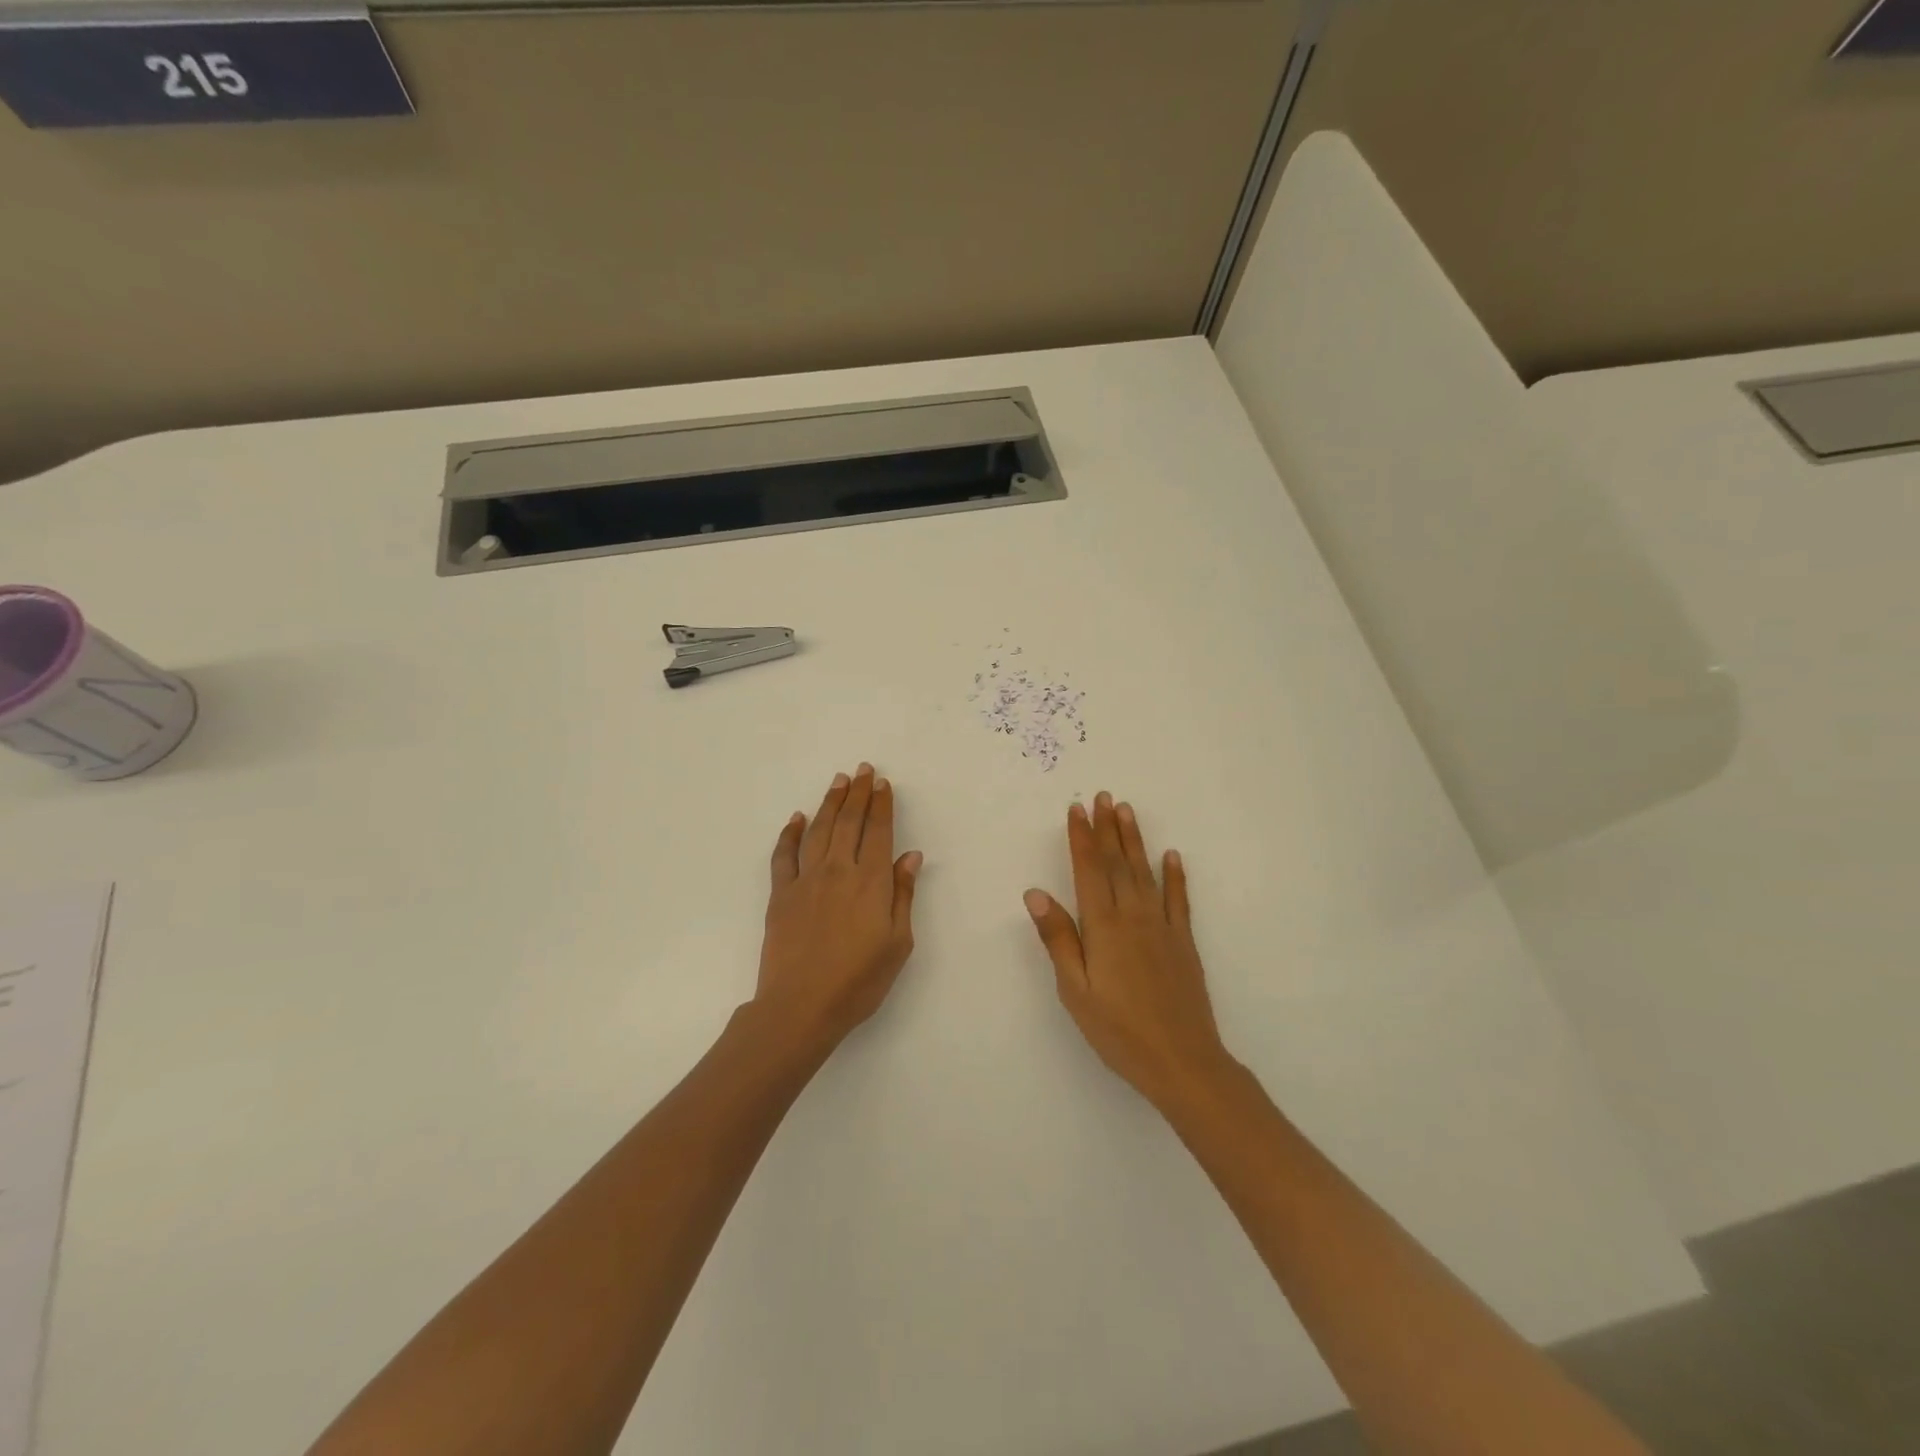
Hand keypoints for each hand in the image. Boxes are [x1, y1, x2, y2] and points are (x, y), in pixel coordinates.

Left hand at [753, 763, 922, 1053]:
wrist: (801, 1006)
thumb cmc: (859, 981)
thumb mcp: (897, 943)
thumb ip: (903, 896)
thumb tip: (910, 856)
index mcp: (871, 882)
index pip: (879, 832)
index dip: (882, 805)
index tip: (883, 784)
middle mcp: (838, 871)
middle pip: (849, 823)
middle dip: (858, 794)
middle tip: (863, 770)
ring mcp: (806, 880)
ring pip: (819, 830)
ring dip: (830, 803)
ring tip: (839, 782)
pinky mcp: (780, 895)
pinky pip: (784, 855)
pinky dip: (790, 834)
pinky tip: (796, 818)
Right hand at [1025, 792, 1233, 1108]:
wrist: (1181, 1060)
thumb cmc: (1118, 1030)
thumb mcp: (1075, 990)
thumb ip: (1058, 938)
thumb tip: (1036, 893)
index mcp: (1103, 927)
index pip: (1089, 871)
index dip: (1082, 838)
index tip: (1077, 809)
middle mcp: (1133, 916)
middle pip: (1118, 863)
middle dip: (1107, 828)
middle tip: (1104, 796)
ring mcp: (1162, 927)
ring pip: (1145, 873)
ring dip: (1135, 840)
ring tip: (1127, 811)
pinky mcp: (1183, 942)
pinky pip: (1178, 900)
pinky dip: (1174, 876)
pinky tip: (1172, 856)